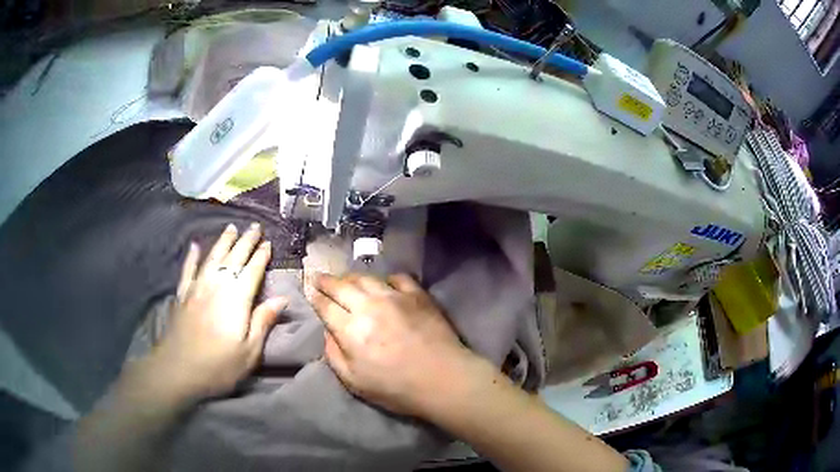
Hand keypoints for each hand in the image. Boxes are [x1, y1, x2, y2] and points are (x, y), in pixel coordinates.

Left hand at [145, 223, 286, 402]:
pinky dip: (192, 256)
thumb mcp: (249, 351)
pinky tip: (195, 246)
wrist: (178, 369)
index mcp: (237, 298)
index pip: (252, 271)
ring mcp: (197, 287)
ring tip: (231, 227)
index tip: (268, 242)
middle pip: (234, 258)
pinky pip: (188, 269)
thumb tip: (282, 298)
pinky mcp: (182, 295)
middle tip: (254, 226)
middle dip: (246, 241)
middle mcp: (217, 285)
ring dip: (223, 241)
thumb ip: (263, 321)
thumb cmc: (219, 365)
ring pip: (212, 257)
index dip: (261, 256)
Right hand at [310, 273, 480, 416]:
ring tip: (345, 279)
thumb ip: (335, 355)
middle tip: (318, 276)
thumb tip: (328, 332)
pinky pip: (398, 278)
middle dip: (326, 280)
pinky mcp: (417, 295)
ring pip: (366, 278)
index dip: (315, 297)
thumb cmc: (397, 388)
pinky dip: (386, 279)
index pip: (326, 306)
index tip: (309, 290)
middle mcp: (369, 306)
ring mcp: (395, 297)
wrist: (443, 379)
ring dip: (351, 277)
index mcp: (351, 330)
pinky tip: (384, 284)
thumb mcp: (355, 382)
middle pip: (342, 286)